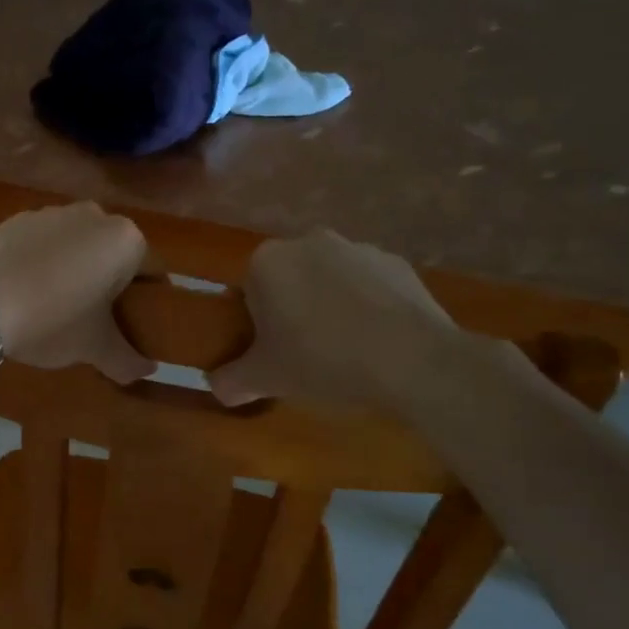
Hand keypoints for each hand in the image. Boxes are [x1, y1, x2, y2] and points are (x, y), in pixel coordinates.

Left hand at [0, 204, 155, 383]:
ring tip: (55, 306)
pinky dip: (41, 263)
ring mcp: (51, 212)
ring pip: (76, 246)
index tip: (134, 326)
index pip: (152, 273)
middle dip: (109, 284)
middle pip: (112, 255)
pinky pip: (42, 244)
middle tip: (95, 320)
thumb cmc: (51, 320)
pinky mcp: (15, 219)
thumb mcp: (94, 347)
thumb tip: (146, 370)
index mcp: (125, 240)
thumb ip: (127, 359)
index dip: (147, 303)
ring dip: (74, 270)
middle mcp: (94, 215)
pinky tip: (25, 291)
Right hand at [209, 230, 452, 410]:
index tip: (271, 351)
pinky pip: (371, 286)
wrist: (410, 361)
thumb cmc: (321, 360)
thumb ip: (231, 381)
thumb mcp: (264, 379)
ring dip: (331, 306)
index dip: (256, 323)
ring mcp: (358, 248)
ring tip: (346, 351)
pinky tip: (379, 342)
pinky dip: (370, 307)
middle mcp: (309, 241)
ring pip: (331, 280)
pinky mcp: (398, 263)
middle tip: (304, 354)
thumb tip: (217, 387)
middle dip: (293, 309)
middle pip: (290, 279)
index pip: (248, 290)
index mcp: (267, 261)